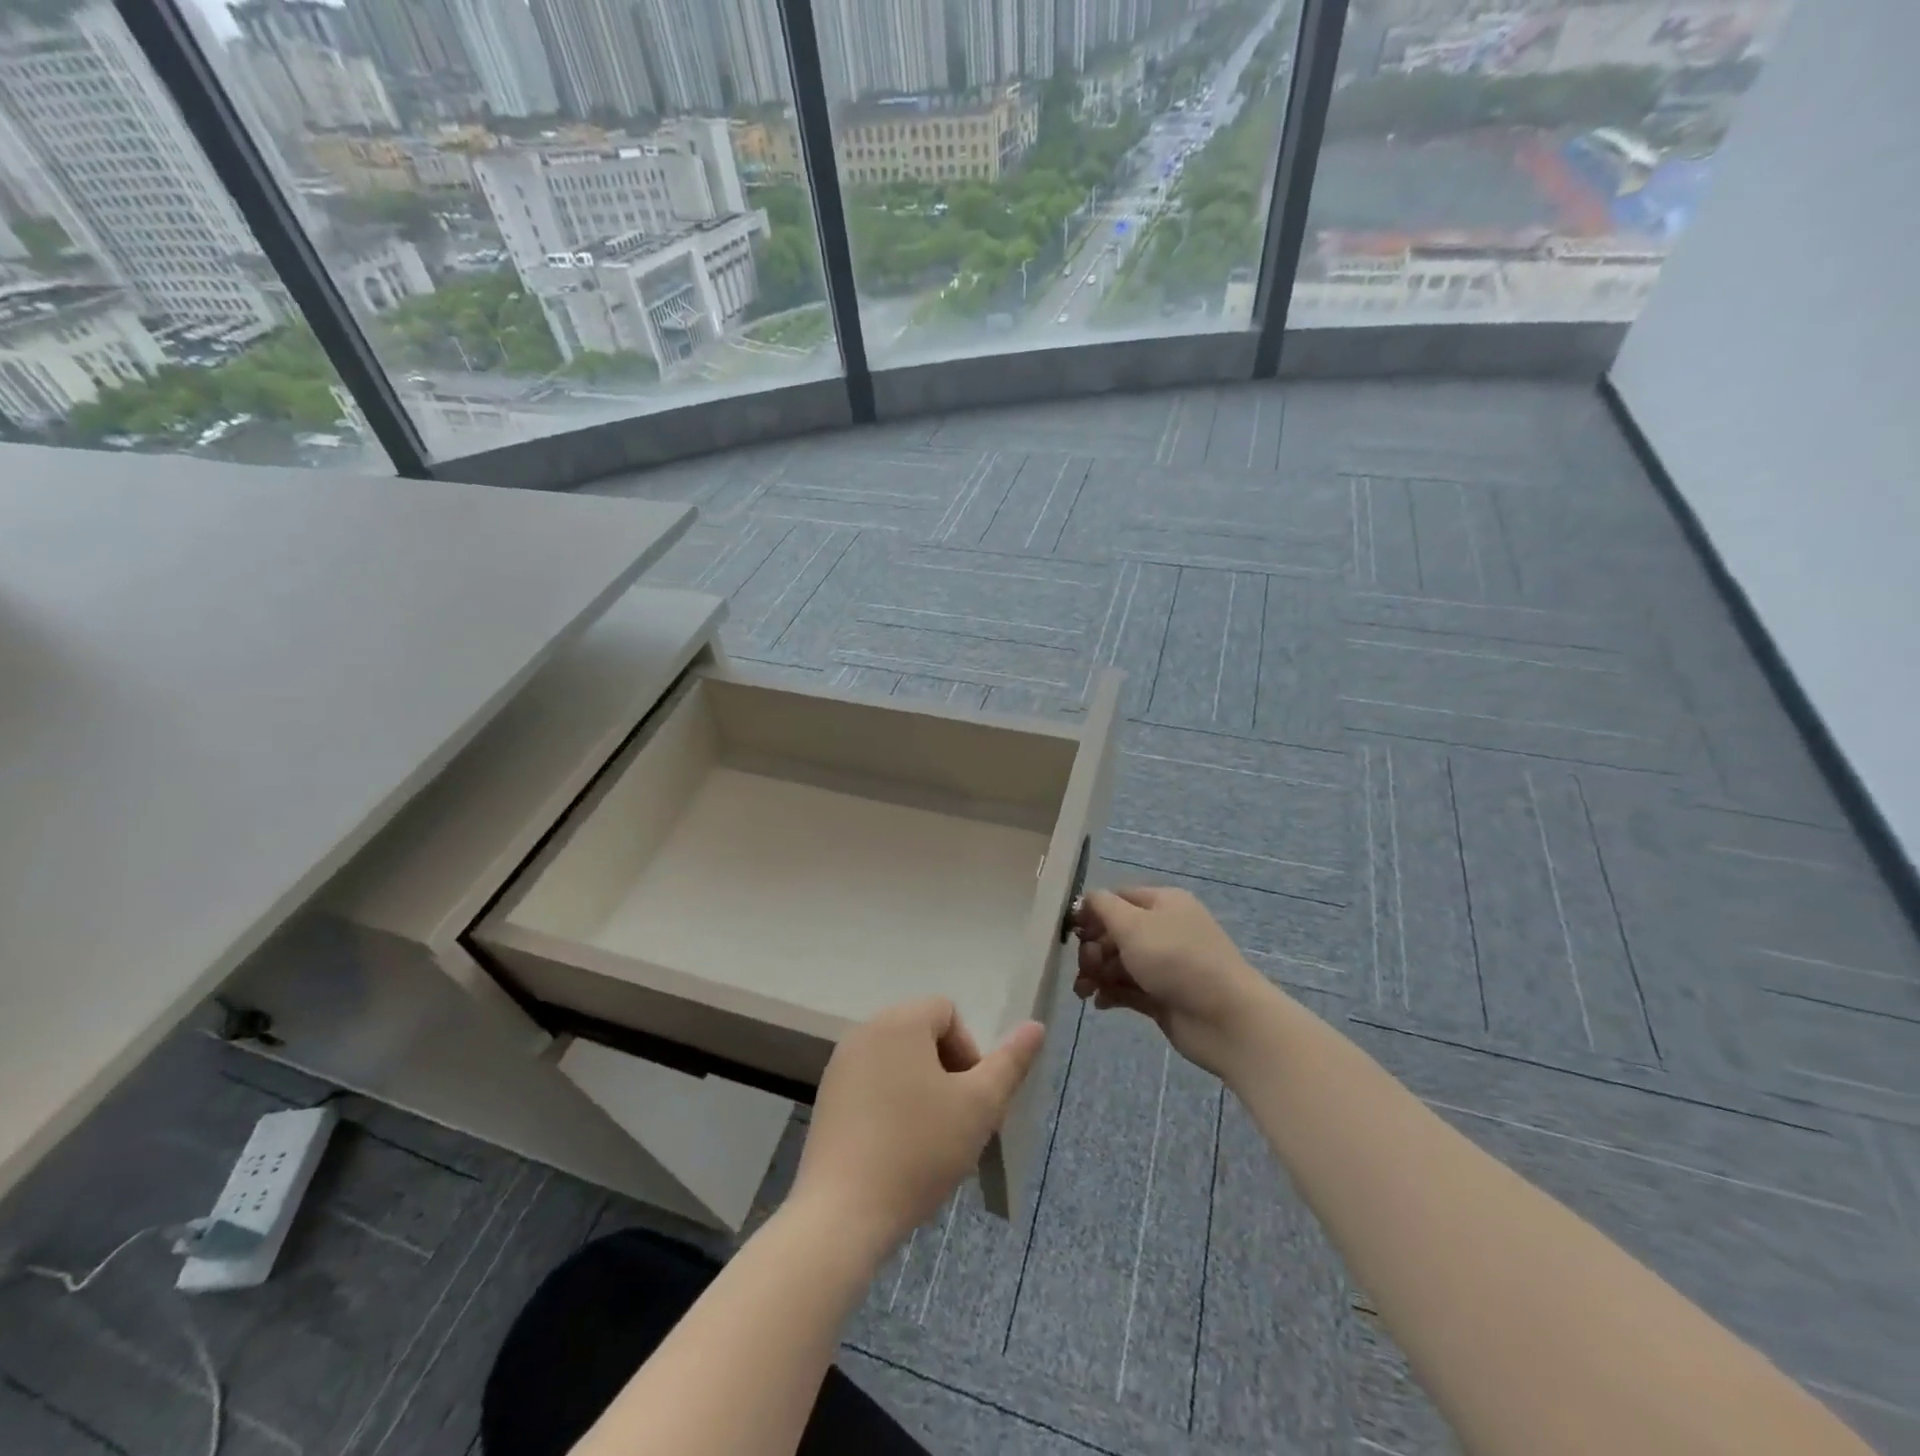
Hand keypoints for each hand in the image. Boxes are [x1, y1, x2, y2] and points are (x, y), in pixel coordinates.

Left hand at [791, 998, 1044, 1258]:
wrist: (843, 1213)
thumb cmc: (919, 1150)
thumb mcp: (980, 1106)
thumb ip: (1010, 1062)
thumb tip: (1036, 1026)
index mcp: (900, 1021)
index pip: (948, 1013)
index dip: (969, 1053)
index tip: (970, 1101)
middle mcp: (866, 1030)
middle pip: (922, 1035)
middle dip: (947, 1073)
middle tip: (955, 1123)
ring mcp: (841, 1063)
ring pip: (899, 1062)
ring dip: (921, 1090)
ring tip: (928, 1141)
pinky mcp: (828, 1096)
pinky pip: (872, 1083)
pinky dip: (891, 1104)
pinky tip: (896, 1149)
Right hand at [1073, 886, 1272, 1076]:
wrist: (1226, 1019)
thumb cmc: (1177, 960)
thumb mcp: (1133, 924)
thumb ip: (1103, 907)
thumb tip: (1086, 900)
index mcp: (1162, 903)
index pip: (1118, 898)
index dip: (1092, 912)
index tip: (1070, 931)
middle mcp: (1164, 930)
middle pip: (1115, 932)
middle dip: (1092, 948)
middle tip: (1084, 967)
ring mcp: (1164, 966)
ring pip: (1119, 963)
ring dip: (1096, 974)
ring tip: (1084, 992)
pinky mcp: (1162, 997)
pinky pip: (1128, 989)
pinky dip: (1111, 993)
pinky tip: (1100, 1003)